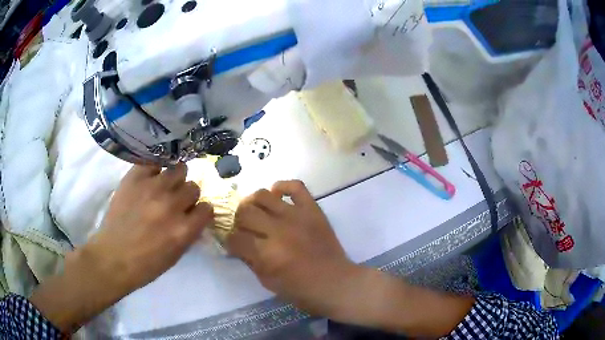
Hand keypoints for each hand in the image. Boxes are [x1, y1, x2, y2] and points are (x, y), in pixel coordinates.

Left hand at [31, 163, 213, 332]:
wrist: (113, 256)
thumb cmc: (146, 263)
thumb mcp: (176, 255)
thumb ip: (189, 232)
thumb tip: (195, 215)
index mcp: (184, 229)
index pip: (207, 208)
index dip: (201, 211)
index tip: (194, 213)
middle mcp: (171, 205)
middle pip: (193, 187)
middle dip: (187, 195)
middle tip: (175, 201)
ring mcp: (152, 188)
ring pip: (178, 169)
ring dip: (174, 179)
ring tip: (163, 186)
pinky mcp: (135, 178)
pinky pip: (154, 163)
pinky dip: (155, 170)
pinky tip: (150, 179)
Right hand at [227, 180, 357, 315]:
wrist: (335, 283)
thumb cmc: (301, 290)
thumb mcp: (267, 282)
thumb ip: (249, 260)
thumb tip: (235, 244)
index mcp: (266, 254)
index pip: (235, 238)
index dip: (229, 240)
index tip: (232, 241)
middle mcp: (279, 230)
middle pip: (245, 213)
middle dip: (237, 221)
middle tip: (242, 227)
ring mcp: (297, 216)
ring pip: (263, 195)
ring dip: (252, 202)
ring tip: (254, 210)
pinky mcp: (312, 210)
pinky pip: (296, 186)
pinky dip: (282, 186)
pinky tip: (276, 194)